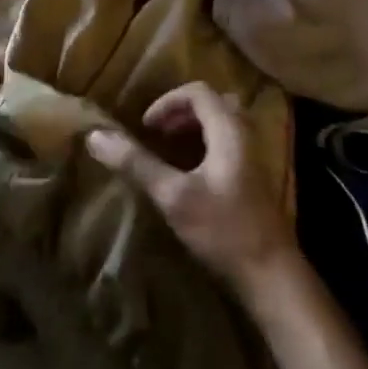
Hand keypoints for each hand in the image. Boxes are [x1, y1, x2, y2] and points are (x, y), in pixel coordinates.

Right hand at [86, 82, 296, 293]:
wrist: (272, 276)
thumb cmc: (223, 230)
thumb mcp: (173, 196)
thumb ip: (136, 163)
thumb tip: (95, 136)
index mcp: (229, 130)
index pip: (198, 92)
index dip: (167, 102)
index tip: (146, 127)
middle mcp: (245, 136)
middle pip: (212, 104)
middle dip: (180, 113)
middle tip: (156, 134)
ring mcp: (253, 158)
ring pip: (221, 125)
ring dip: (192, 129)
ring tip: (168, 150)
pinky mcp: (253, 180)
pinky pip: (226, 145)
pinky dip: (204, 146)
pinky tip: (188, 174)